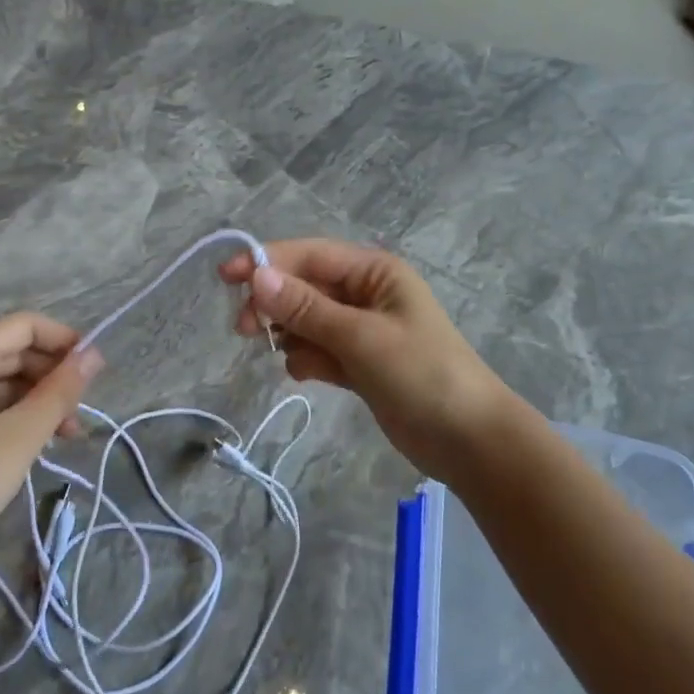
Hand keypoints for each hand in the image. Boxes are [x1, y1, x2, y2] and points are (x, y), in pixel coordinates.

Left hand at [0, 314, 103, 585]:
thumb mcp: (21, 436)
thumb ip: (61, 390)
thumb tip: (94, 354)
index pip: (22, 326)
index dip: (63, 340)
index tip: (95, 370)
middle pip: (12, 351)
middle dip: (52, 374)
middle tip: (83, 409)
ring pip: (1, 381)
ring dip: (38, 399)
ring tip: (68, 433)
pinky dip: (16, 415)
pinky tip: (38, 441)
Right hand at [220, 239, 515, 480]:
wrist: (468, 439)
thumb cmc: (421, 374)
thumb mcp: (361, 337)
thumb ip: (307, 309)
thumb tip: (257, 277)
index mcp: (375, 272)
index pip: (311, 255)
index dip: (267, 262)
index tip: (226, 277)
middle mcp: (366, 294)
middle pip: (305, 287)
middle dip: (275, 304)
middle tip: (246, 330)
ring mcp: (362, 330)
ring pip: (307, 321)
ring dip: (291, 335)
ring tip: (288, 358)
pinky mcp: (359, 364)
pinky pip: (318, 350)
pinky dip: (307, 359)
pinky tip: (307, 374)